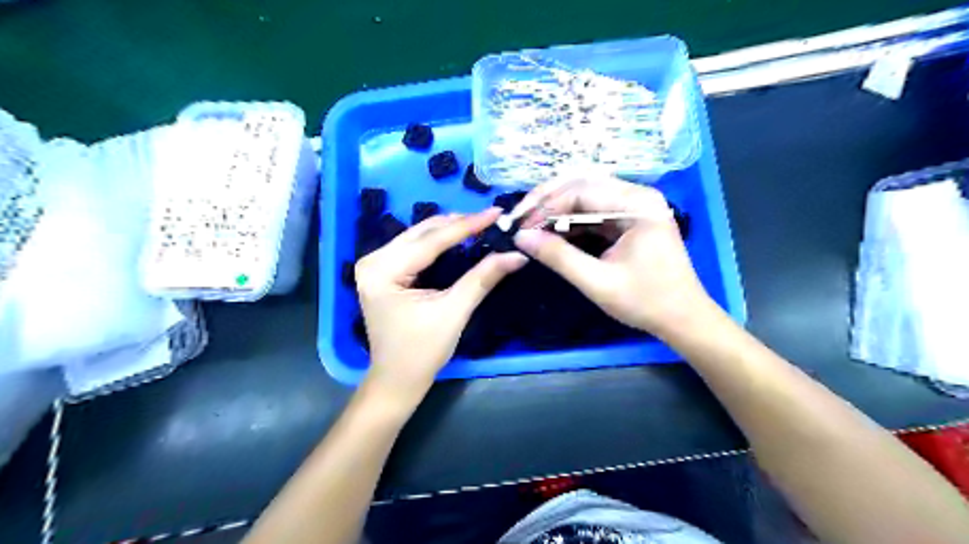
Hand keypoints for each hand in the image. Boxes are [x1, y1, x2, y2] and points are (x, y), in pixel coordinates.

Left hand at [354, 209, 526, 406]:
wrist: (397, 380)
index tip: (496, 212)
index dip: (467, 226)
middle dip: (458, 224)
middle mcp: (373, 260)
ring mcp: (375, 265)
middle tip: (492, 218)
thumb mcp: (454, 312)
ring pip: (418, 237)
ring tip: (480, 224)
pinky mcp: (384, 272)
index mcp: (383, 271)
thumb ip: (482, 279)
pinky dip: (439, 242)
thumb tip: (516, 255)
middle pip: (422, 233)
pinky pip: (415, 248)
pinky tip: (459, 238)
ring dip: (449, 230)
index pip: (431, 241)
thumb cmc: (422, 352)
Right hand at [514, 176, 709, 338]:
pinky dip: (571, 220)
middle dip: (547, 202)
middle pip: (582, 185)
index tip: (519, 225)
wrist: (683, 319)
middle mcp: (637, 195)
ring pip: (585, 196)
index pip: (580, 190)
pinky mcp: (630, 219)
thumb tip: (521, 237)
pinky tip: (552, 232)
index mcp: (637, 204)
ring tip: (531, 225)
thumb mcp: (597, 281)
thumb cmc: (646, 301)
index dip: (545, 205)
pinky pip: (594, 211)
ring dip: (557, 210)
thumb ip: (558, 257)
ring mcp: (635, 206)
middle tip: (520, 220)